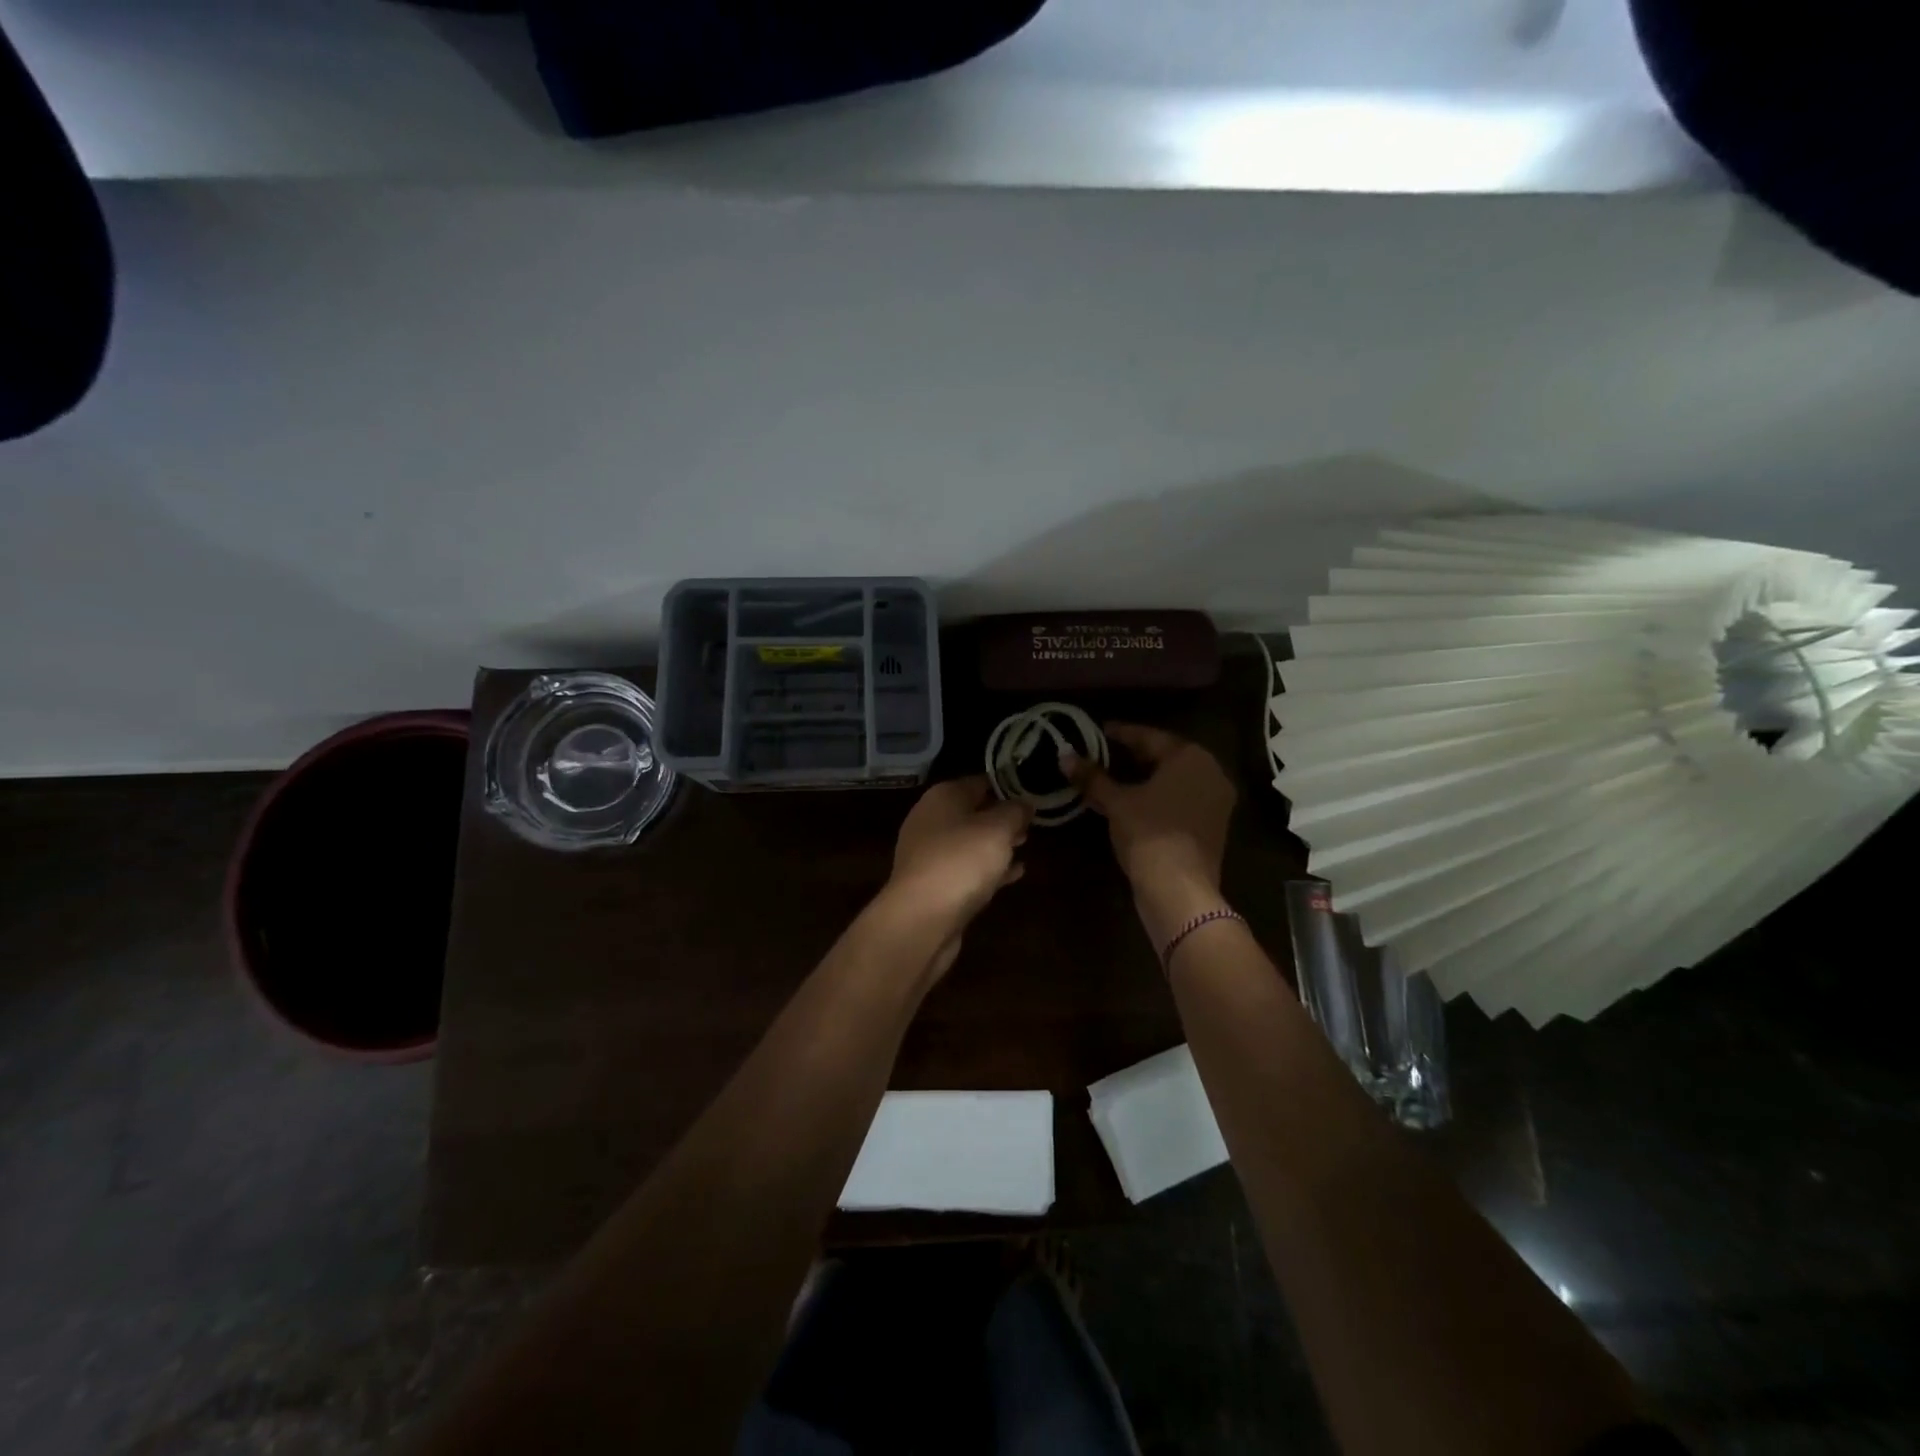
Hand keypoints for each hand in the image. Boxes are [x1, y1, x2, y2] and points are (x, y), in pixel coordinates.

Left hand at [880, 776, 1031, 975]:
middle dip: (1002, 816)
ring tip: (1026, 844)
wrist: (921, 918)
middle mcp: (931, 820)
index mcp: (943, 797)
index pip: (979, 782)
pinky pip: (967, 870)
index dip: (1006, 785)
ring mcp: (930, 854)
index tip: (1032, 792)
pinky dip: (989, 869)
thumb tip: (1024, 803)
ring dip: (996, 843)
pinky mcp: (934, 885)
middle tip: (1032, 822)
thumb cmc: (961, 861)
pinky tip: (1015, 874)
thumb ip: (1015, 812)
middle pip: (973, 812)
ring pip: (970, 842)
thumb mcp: (998, 829)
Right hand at [1065, 723, 1236, 946]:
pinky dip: (1160, 796)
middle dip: (1135, 755)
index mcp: (1191, 757)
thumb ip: (1092, 777)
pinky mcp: (1214, 825)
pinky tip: (1136, 802)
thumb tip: (1065, 756)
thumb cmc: (1148, 833)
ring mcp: (1217, 800)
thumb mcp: (1116, 802)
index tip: (1100, 730)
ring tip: (1117, 777)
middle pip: (1166, 756)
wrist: (1179, 889)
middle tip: (1106, 752)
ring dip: (1147, 777)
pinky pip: (1183, 799)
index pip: (1150, 737)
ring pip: (1176, 780)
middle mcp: (1211, 772)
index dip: (1121, 733)